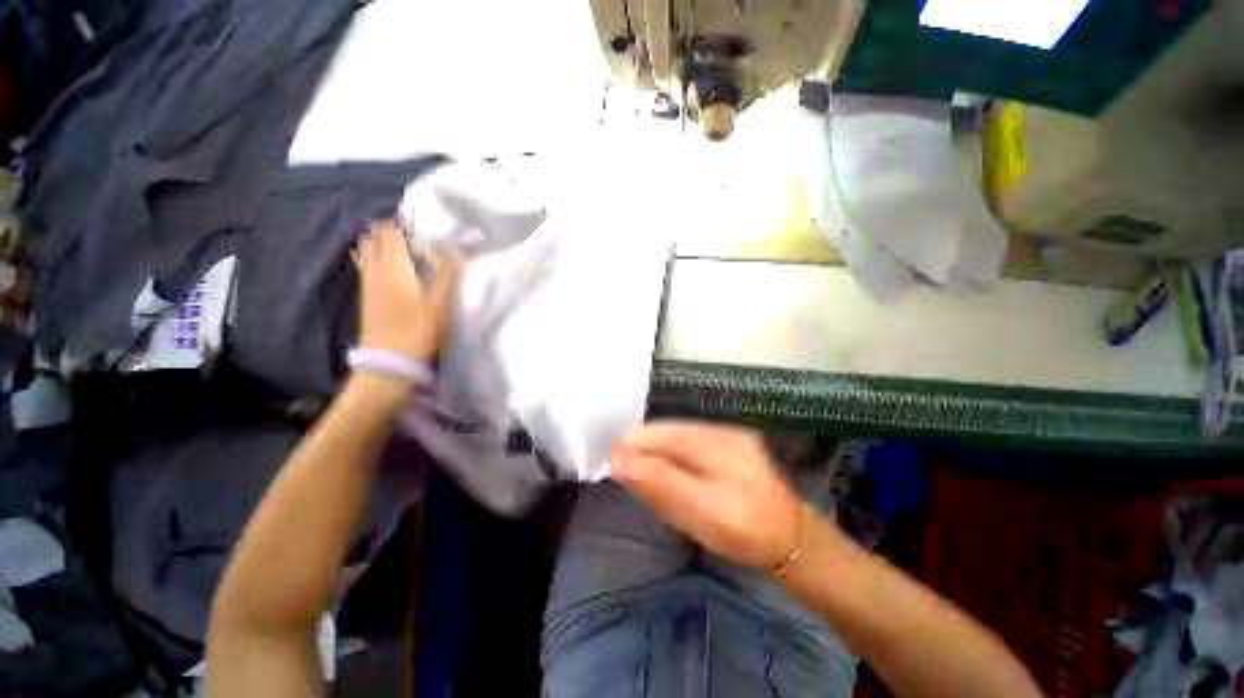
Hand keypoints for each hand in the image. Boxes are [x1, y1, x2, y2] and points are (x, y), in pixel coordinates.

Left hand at [356, 219, 461, 363]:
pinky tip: (384, 262)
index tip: (422, 219)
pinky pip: (366, 264)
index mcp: (395, 267)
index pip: (392, 232)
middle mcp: (376, 269)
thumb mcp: (440, 303)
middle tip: (414, 230)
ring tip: (401, 242)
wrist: (389, 361)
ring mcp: (368, 282)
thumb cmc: (418, 330)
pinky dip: (373, 255)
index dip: (404, 222)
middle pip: (376, 238)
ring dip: (381, 241)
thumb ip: (447, 274)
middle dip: (391, 228)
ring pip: (368, 250)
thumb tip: (454, 249)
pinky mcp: (367, 295)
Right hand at [611, 421, 802, 570]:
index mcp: (714, 441)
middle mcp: (719, 431)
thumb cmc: (747, 532)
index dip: (633, 444)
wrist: (794, 542)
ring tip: (659, 488)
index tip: (614, 465)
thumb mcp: (700, 512)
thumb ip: (660, 482)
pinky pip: (690, 449)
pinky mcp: (729, 448)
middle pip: (667, 434)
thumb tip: (620, 459)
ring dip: (660, 461)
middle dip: (647, 455)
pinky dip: (676, 464)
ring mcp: (726, 437)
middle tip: (637, 484)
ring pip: (677, 441)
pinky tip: (680, 483)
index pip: (661, 432)